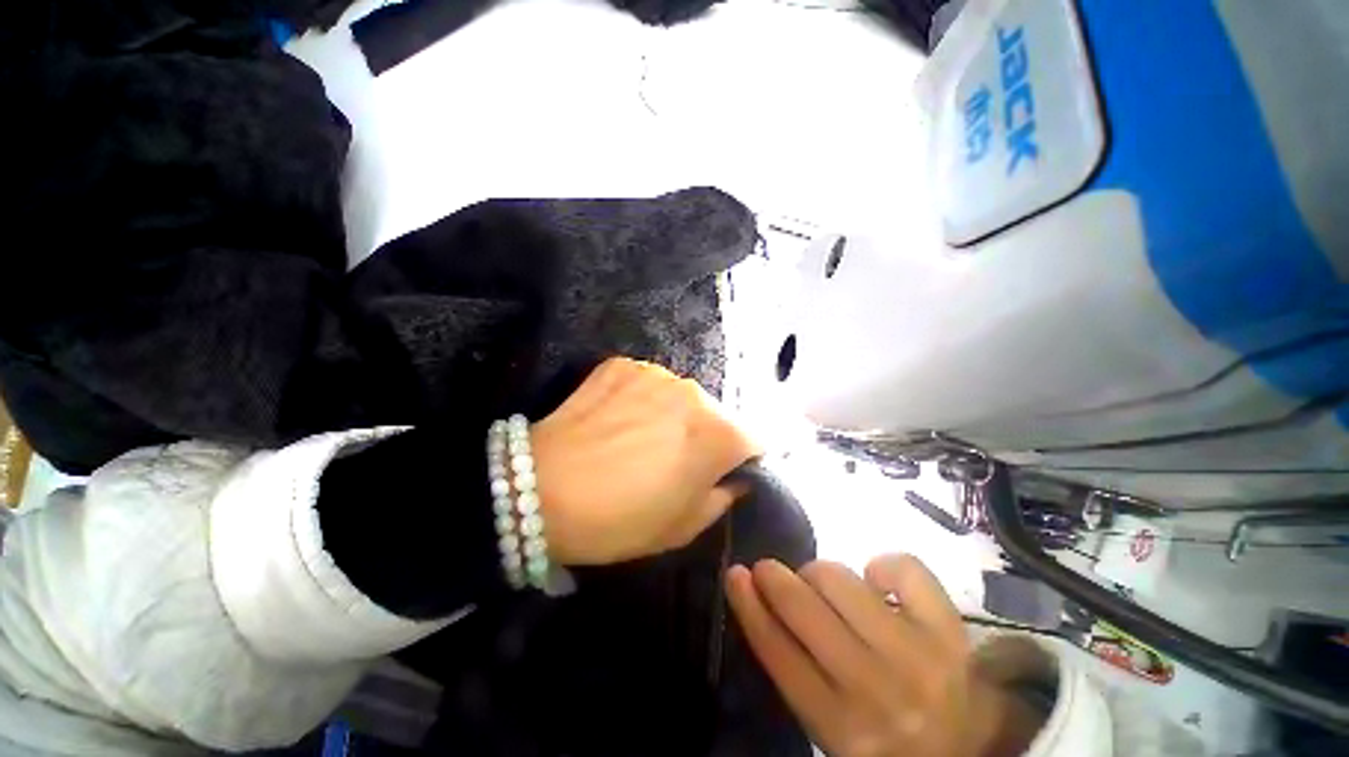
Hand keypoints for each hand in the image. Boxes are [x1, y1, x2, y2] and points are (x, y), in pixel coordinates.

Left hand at [530, 357, 759, 565]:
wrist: (538, 491)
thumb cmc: (618, 519)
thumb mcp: (682, 527)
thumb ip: (722, 498)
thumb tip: (734, 478)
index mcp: (718, 434)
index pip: (756, 439)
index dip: (744, 459)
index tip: (723, 473)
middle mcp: (694, 393)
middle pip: (717, 415)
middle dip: (706, 436)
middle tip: (675, 461)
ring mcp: (655, 373)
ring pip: (682, 397)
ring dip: (674, 416)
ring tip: (641, 439)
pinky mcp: (622, 365)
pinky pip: (647, 383)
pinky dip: (642, 401)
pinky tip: (617, 420)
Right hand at [726, 555, 1043, 756]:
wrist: (971, 752)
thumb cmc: (886, 737)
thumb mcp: (830, 724)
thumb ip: (797, 671)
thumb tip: (762, 600)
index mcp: (839, 726)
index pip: (777, 652)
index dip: (748, 605)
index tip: (734, 573)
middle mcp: (875, 689)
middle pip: (804, 609)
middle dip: (775, 577)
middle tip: (769, 569)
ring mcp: (917, 655)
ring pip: (841, 579)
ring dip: (822, 574)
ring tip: (827, 586)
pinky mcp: (950, 630)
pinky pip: (903, 569)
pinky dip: (883, 566)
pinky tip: (879, 583)